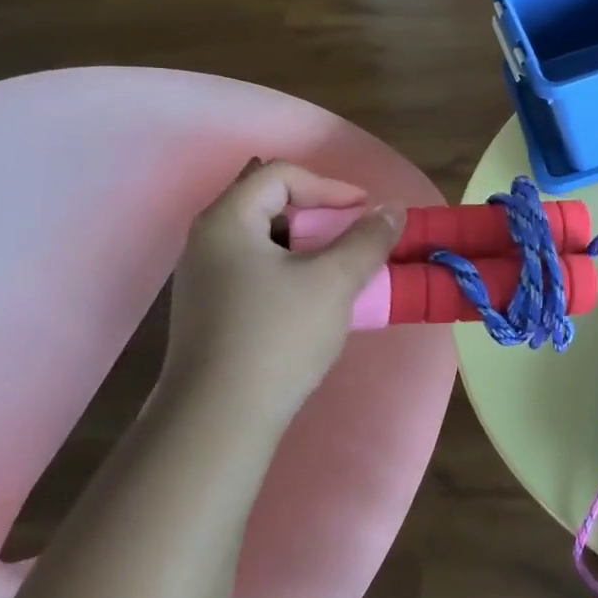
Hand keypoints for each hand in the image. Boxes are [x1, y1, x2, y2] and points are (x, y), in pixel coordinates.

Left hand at [162, 160, 400, 424]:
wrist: (219, 421)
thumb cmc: (277, 336)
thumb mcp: (333, 281)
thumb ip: (367, 239)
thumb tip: (393, 210)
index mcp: (227, 221)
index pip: (280, 176)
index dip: (329, 186)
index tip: (365, 212)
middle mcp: (207, 242)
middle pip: (270, 205)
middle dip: (321, 218)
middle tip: (356, 240)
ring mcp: (204, 280)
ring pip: (266, 242)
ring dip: (310, 248)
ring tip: (342, 272)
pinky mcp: (210, 312)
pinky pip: (257, 272)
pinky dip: (292, 273)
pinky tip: (315, 303)